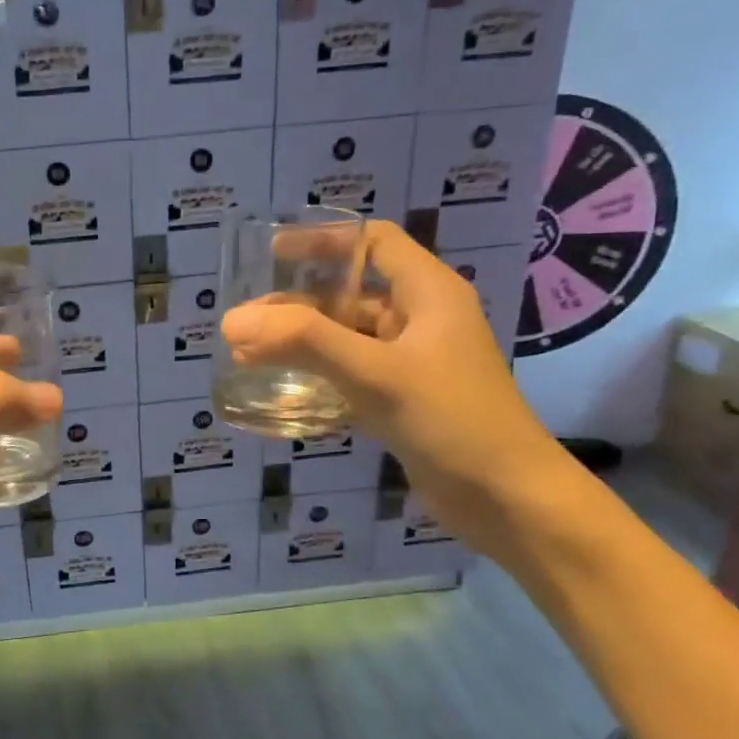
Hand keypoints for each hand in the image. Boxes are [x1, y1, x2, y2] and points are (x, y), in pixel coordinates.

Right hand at [219, 221, 567, 550]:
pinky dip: (316, 375)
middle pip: (349, 293)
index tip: (272, 252)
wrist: (507, 499)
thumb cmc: (451, 419)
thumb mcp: (376, 373)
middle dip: (296, 303)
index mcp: (428, 293)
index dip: (323, 240)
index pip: (373, 242)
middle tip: (245, 321)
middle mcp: (420, 320)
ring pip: (346, 337)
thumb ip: (304, 342)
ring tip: (248, 354)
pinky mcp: (402, 399)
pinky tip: (280, 388)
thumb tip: (231, 322)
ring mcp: (412, 362)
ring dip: (301, 341)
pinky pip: (350, 373)